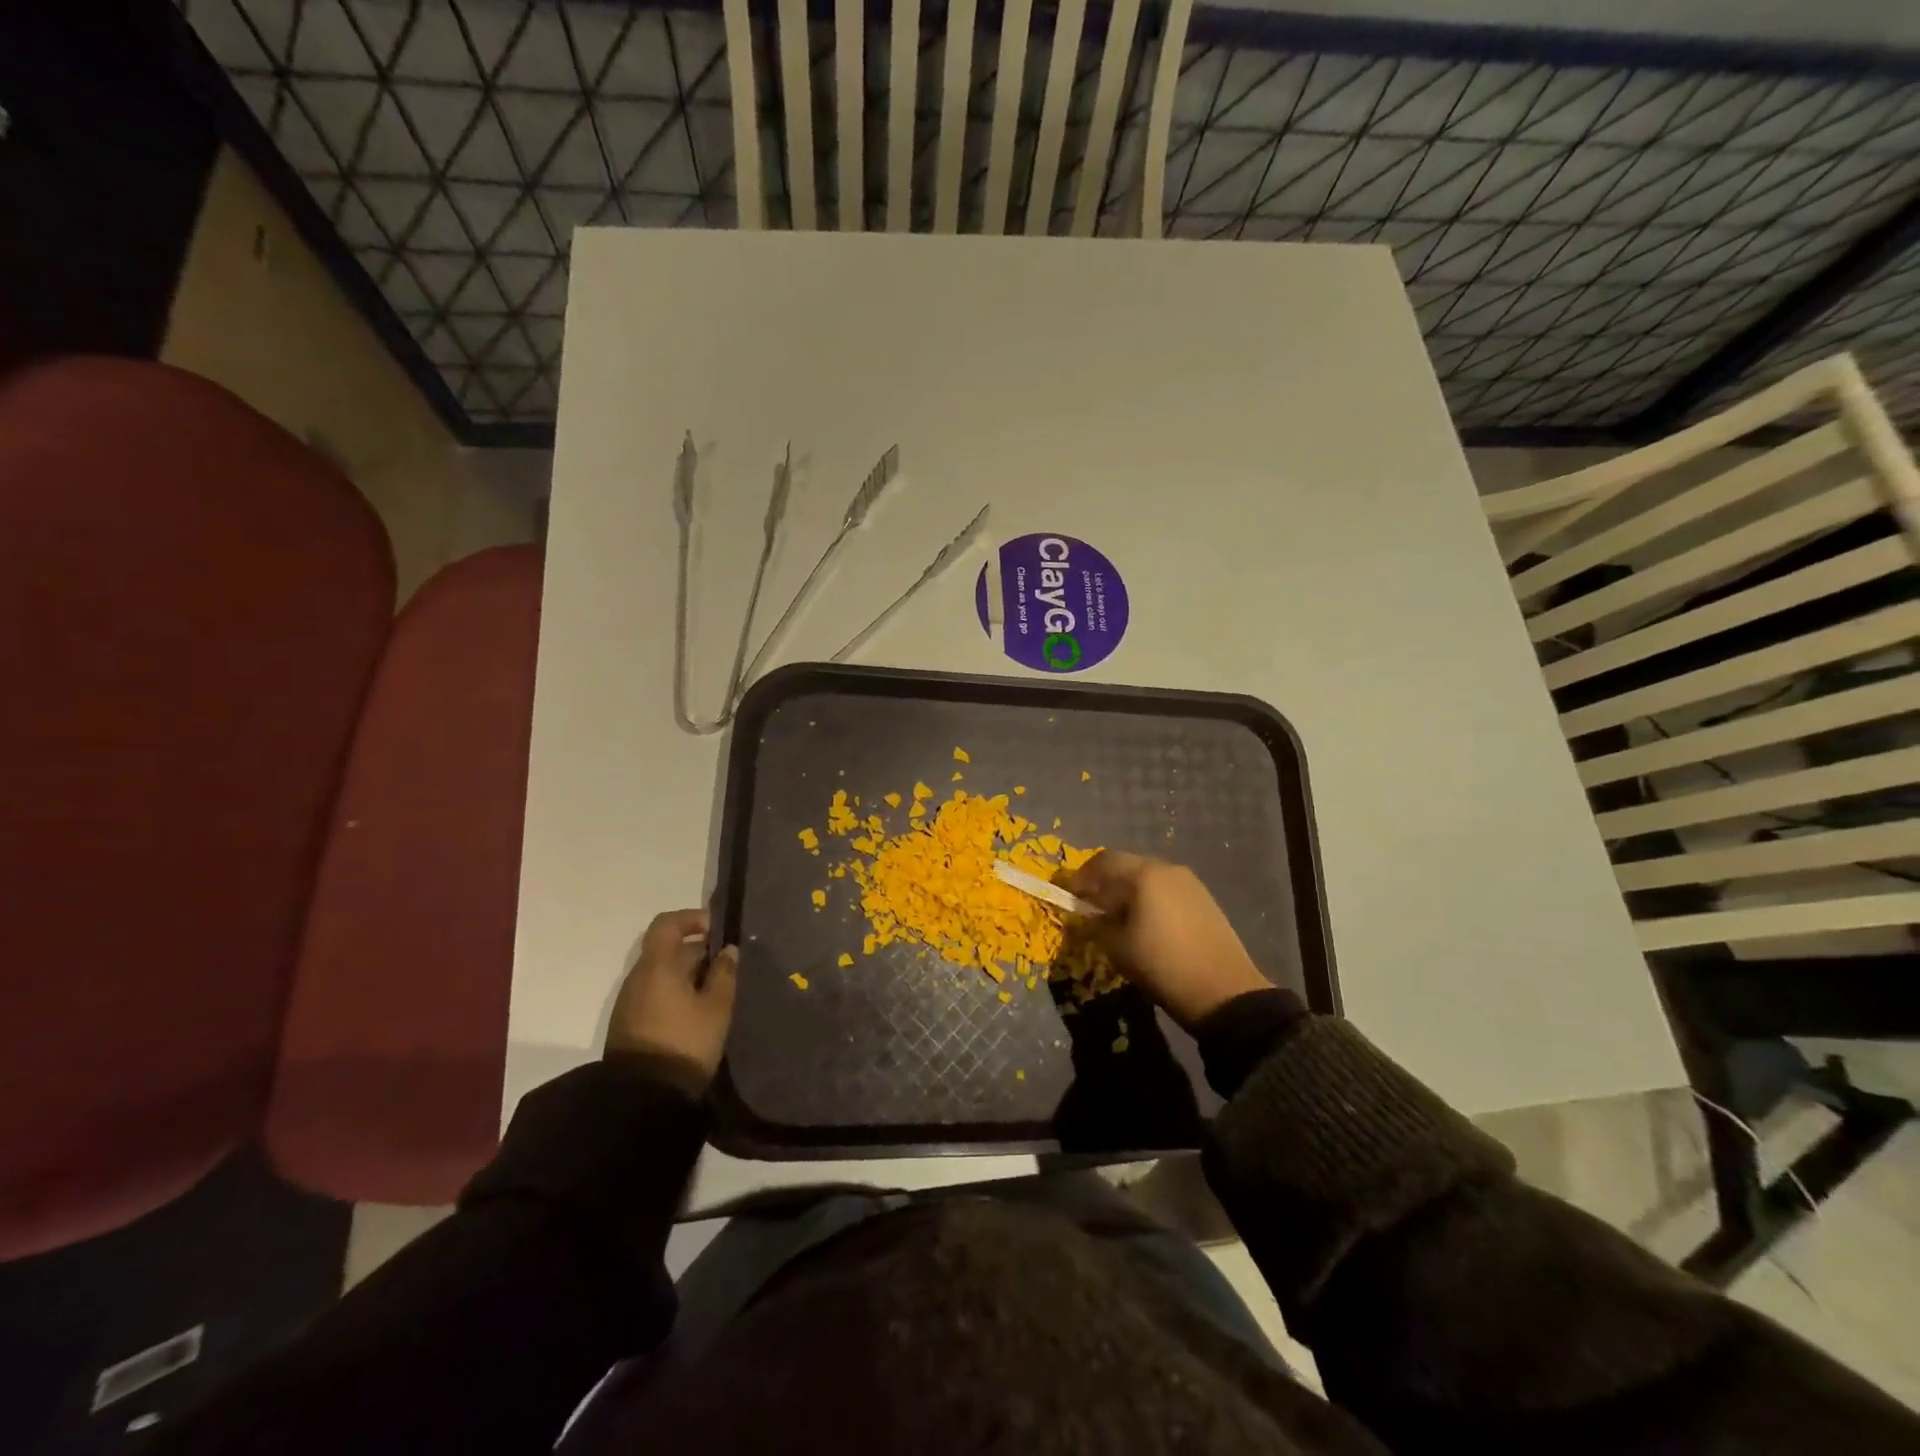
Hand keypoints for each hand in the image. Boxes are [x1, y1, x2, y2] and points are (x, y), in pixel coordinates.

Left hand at [605, 909, 738, 1086]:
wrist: (642, 1098)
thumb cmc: (685, 1043)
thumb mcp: (717, 1008)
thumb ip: (724, 974)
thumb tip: (727, 950)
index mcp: (657, 966)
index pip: (667, 924)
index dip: (692, 919)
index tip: (717, 931)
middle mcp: (638, 978)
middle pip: (667, 950)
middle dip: (698, 952)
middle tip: (728, 969)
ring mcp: (630, 1002)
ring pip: (663, 974)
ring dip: (689, 975)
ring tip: (717, 993)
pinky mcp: (629, 1024)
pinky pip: (656, 994)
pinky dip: (677, 993)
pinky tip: (698, 1013)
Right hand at [1058, 851, 1268, 1028]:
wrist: (1224, 992)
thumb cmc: (1162, 965)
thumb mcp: (1117, 948)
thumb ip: (1096, 925)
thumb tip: (1087, 916)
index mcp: (1143, 875)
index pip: (1103, 861)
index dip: (1082, 877)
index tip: (1071, 896)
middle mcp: (1167, 869)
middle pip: (1127, 864)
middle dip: (1105, 881)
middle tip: (1092, 905)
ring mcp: (1190, 882)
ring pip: (1148, 875)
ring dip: (1128, 889)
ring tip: (1118, 915)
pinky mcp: (1204, 899)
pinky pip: (1166, 888)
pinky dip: (1149, 897)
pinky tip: (1146, 921)